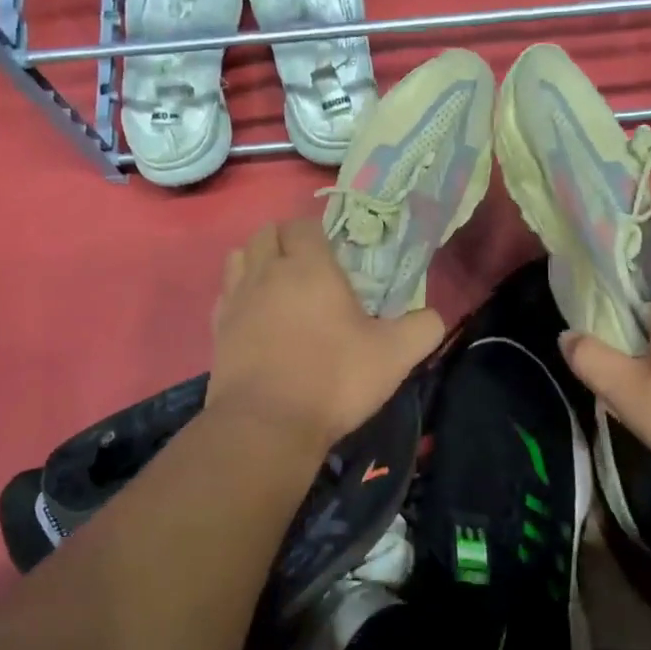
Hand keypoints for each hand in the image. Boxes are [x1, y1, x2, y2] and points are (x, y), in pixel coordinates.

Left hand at [209, 217, 444, 450]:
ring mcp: (236, 300)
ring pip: (239, 257)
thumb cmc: (334, 379)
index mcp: (309, 267)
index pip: (304, 225)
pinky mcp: (217, 329)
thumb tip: (433, 317)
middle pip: (267, 233)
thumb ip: (423, 328)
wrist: (267, 425)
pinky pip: (226, 293)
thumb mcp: (395, 356)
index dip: (318, 233)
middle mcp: (267, 273)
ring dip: (258, 261)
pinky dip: (240, 294)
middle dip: (287, 241)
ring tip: (280, 287)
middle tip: (310, 269)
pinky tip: (257, 317)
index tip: (336, 255)